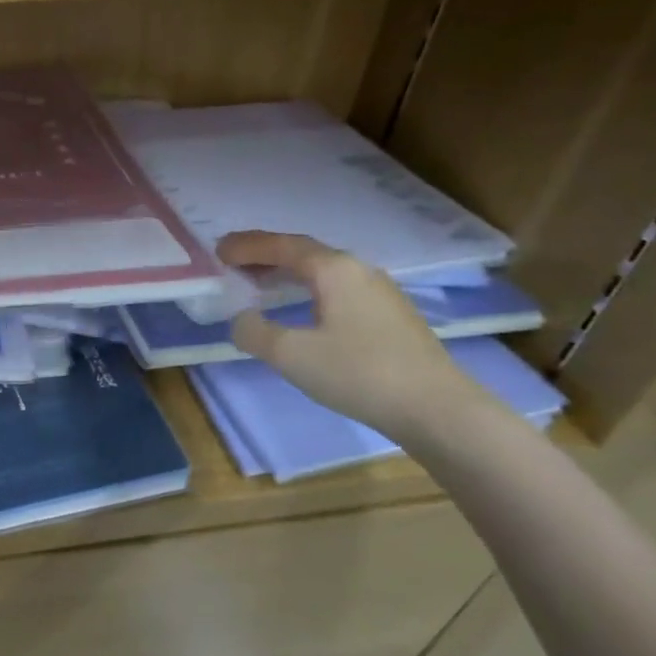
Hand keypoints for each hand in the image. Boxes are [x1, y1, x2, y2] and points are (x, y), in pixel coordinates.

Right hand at [219, 230, 491, 443]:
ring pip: (324, 272)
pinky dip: (309, 289)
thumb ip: (254, 332)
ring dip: (288, 272)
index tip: (218, 250)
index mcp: (334, 270)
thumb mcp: (290, 355)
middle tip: (234, 262)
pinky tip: (303, 309)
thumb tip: (241, 319)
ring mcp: (381, 293)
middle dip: (266, 254)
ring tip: (261, 283)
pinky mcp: (392, 317)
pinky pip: (338, 289)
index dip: (247, 246)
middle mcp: (359, 271)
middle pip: (305, 253)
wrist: (438, 409)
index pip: (282, 245)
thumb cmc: (358, 373)